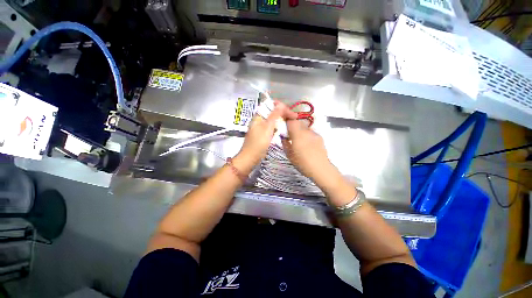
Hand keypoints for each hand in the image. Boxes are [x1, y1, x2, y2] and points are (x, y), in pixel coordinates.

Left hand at [237, 101, 296, 165]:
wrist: (250, 158)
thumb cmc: (258, 143)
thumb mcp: (267, 128)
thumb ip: (274, 116)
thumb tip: (281, 104)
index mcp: (259, 116)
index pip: (271, 106)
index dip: (282, 107)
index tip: (291, 113)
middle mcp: (259, 120)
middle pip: (272, 112)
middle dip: (283, 113)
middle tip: (294, 117)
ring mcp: (261, 127)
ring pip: (273, 120)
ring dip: (282, 119)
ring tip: (291, 122)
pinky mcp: (263, 134)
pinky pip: (272, 127)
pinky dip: (278, 126)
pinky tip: (284, 129)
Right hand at [281, 120, 333, 182]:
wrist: (320, 168)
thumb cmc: (302, 163)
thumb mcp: (289, 155)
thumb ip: (285, 143)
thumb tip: (283, 137)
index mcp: (298, 135)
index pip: (291, 121)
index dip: (286, 121)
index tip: (283, 126)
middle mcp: (306, 131)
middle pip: (298, 122)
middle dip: (293, 125)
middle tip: (289, 133)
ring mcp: (314, 133)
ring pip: (304, 127)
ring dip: (299, 130)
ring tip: (298, 140)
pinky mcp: (319, 137)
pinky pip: (310, 132)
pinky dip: (306, 134)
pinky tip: (306, 144)